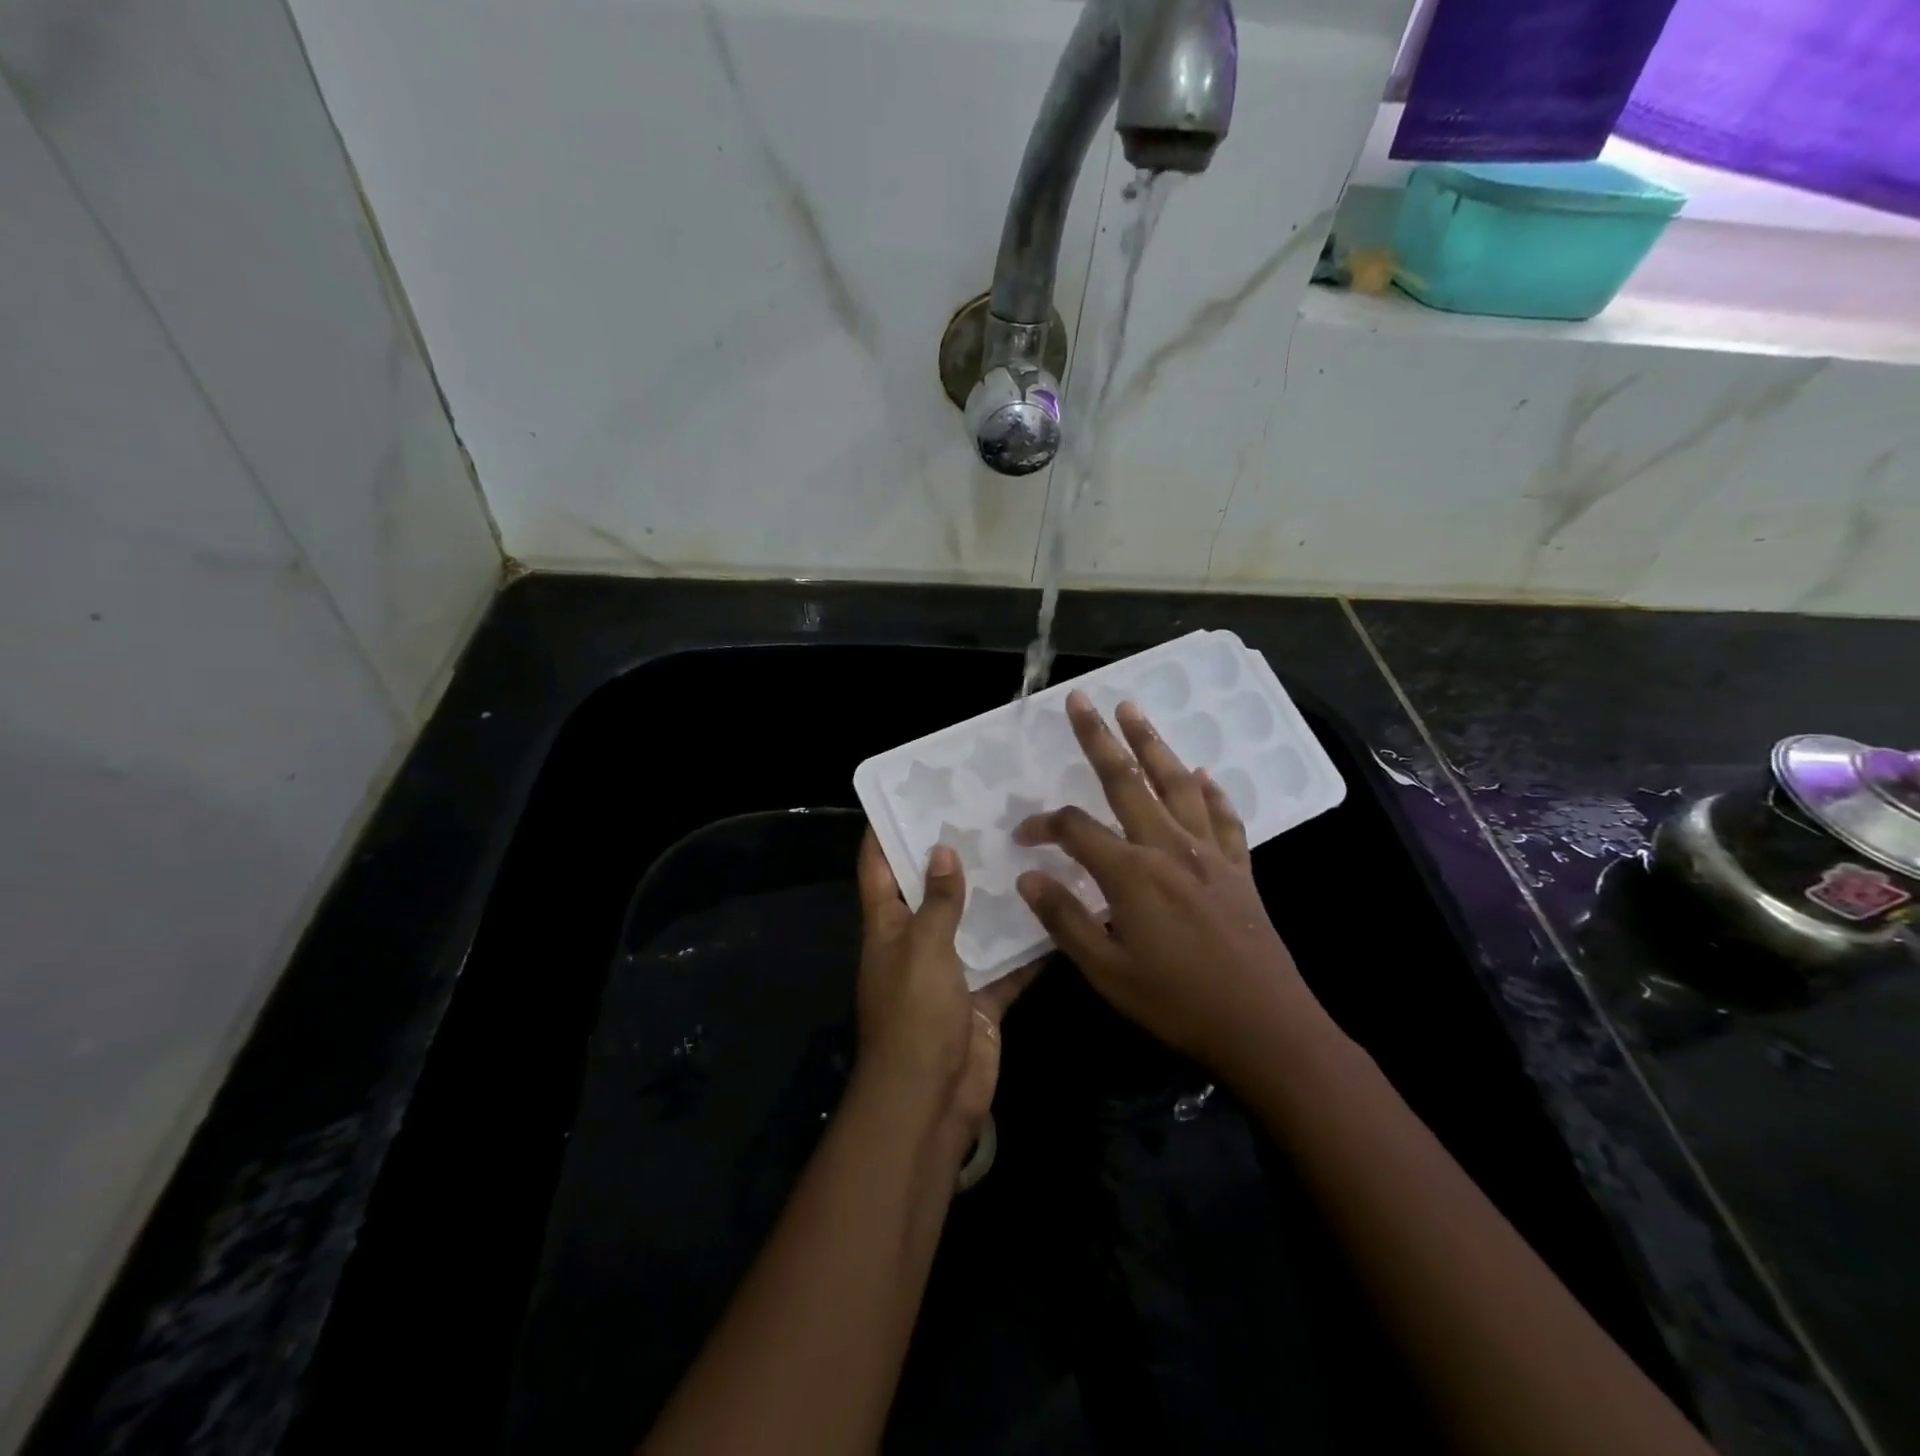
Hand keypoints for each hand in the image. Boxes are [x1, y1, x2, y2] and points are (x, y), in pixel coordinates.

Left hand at [855, 830, 1036, 1148]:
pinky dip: (1028, 945)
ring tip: (1027, 849)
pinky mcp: (982, 996)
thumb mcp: (923, 949)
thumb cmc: (914, 1015)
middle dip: (954, 855)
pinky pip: (1008, 963)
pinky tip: (1057, 913)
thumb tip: (942, 851)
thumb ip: (938, 901)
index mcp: (888, 925)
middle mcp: (917, 941)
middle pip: (932, 890)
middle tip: (986, 813)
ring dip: (995, 896)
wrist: (930, 1100)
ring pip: (975, 923)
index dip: (885, 830)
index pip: (878, 867)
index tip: (907, 794)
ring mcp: (951, 970)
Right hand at [1013, 691, 1323, 1087]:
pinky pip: (1223, 817)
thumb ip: (1065, 920)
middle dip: (1099, 738)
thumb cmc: (1178, 1003)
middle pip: (1127, 781)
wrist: (1265, 1027)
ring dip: (1153, 744)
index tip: (1023, 836)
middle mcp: (1169, 847)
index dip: (1043, 825)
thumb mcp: (1107, 972)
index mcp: (1131, 873)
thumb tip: (1027, 878)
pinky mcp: (1239, 868)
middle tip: (1082, 700)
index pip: (1075, 830)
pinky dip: (1212, 791)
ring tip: (1134, 711)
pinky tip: (1203, 774)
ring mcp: (1209, 854)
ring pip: (1176, 784)